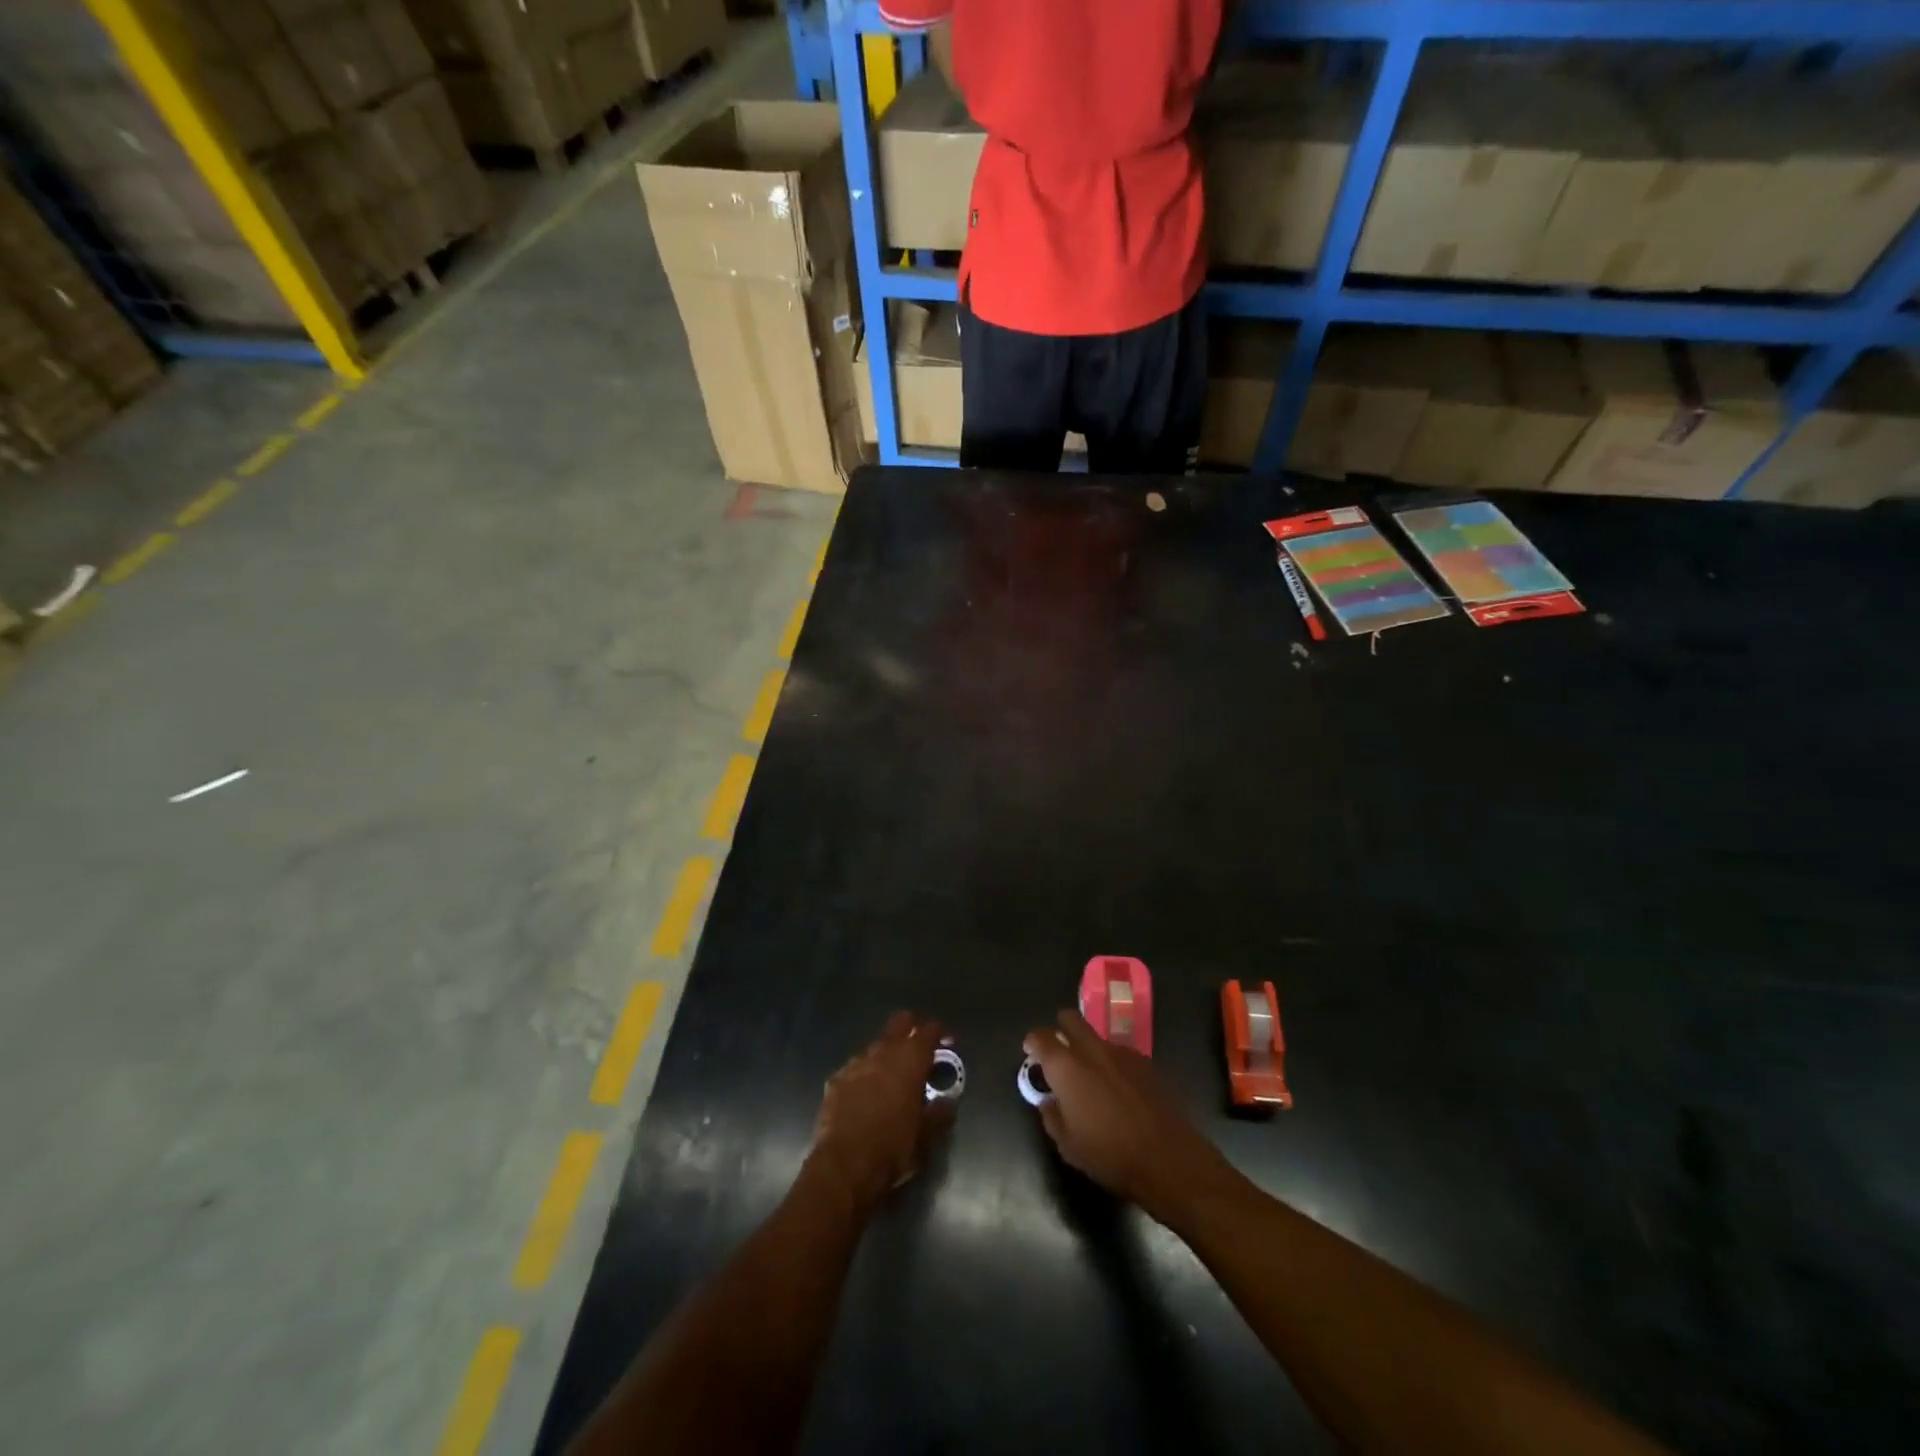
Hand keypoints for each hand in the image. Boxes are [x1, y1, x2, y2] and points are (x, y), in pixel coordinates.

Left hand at [810, 1011, 954, 1206]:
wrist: (843, 1166)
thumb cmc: (892, 1148)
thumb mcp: (926, 1136)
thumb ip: (940, 1113)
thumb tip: (947, 1102)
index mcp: (910, 1060)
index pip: (929, 1030)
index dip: (940, 1033)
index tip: (946, 1043)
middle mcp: (883, 1052)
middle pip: (900, 1022)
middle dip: (912, 1028)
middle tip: (920, 1049)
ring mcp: (856, 1063)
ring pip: (876, 1046)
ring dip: (886, 1056)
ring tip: (891, 1079)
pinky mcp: (836, 1079)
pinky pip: (855, 1069)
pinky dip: (864, 1076)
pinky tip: (865, 1096)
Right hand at [1023, 1010, 1235, 1225]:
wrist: (1168, 1159)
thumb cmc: (1109, 1155)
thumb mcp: (1068, 1145)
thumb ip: (1051, 1115)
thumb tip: (1049, 1100)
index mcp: (1067, 1067)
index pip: (1041, 1037)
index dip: (1033, 1042)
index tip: (1031, 1052)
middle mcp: (1092, 1050)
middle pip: (1071, 1019)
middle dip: (1061, 1028)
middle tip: (1058, 1052)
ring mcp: (1122, 1053)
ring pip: (1097, 1036)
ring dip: (1088, 1048)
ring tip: (1091, 1077)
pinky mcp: (1146, 1063)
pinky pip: (1119, 1053)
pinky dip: (1111, 1062)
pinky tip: (1118, 1089)